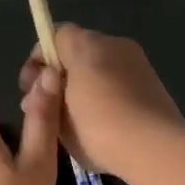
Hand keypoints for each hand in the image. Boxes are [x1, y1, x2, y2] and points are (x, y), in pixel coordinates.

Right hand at [19, 25, 183, 174]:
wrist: (153, 147)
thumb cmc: (97, 128)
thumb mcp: (58, 112)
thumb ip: (46, 92)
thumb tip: (46, 82)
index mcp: (85, 45)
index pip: (53, 37)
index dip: (37, 62)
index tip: (31, 89)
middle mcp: (113, 43)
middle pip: (77, 51)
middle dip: (60, 75)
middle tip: (49, 107)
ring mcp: (136, 61)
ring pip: (99, 67)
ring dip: (83, 86)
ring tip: (75, 119)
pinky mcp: (153, 81)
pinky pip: (118, 81)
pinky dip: (105, 95)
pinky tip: (101, 124)